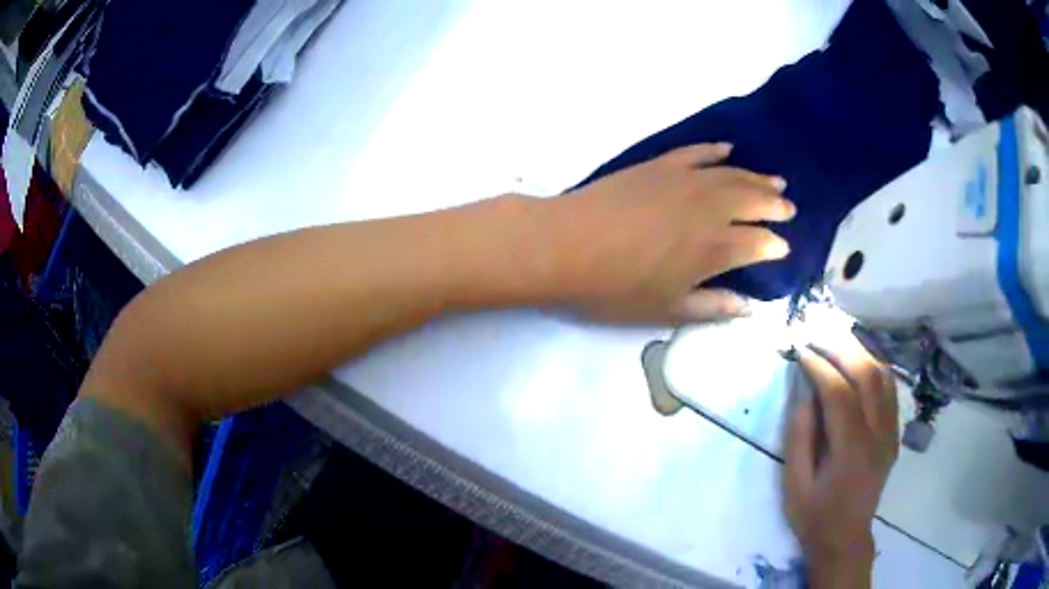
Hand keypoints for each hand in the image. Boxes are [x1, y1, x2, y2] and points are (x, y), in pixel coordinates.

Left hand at [543, 143, 793, 321]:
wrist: (565, 244)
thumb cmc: (615, 287)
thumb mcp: (667, 310)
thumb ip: (713, 308)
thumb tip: (749, 308)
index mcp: (714, 248)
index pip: (759, 243)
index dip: (774, 245)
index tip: (783, 248)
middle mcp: (709, 208)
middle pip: (754, 201)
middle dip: (776, 205)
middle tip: (789, 208)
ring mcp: (685, 180)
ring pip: (733, 175)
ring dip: (758, 177)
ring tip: (776, 181)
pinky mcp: (660, 164)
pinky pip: (696, 152)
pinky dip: (716, 151)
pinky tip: (729, 150)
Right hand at [782, 339, 898, 588]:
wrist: (845, 538)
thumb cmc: (814, 516)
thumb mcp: (794, 485)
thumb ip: (799, 437)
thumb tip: (803, 393)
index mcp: (851, 452)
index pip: (840, 394)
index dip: (819, 366)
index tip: (800, 349)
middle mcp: (878, 436)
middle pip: (868, 376)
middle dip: (841, 349)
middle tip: (818, 335)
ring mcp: (891, 433)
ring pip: (884, 377)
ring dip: (861, 353)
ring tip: (836, 342)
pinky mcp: (894, 434)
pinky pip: (890, 390)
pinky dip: (875, 368)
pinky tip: (859, 363)